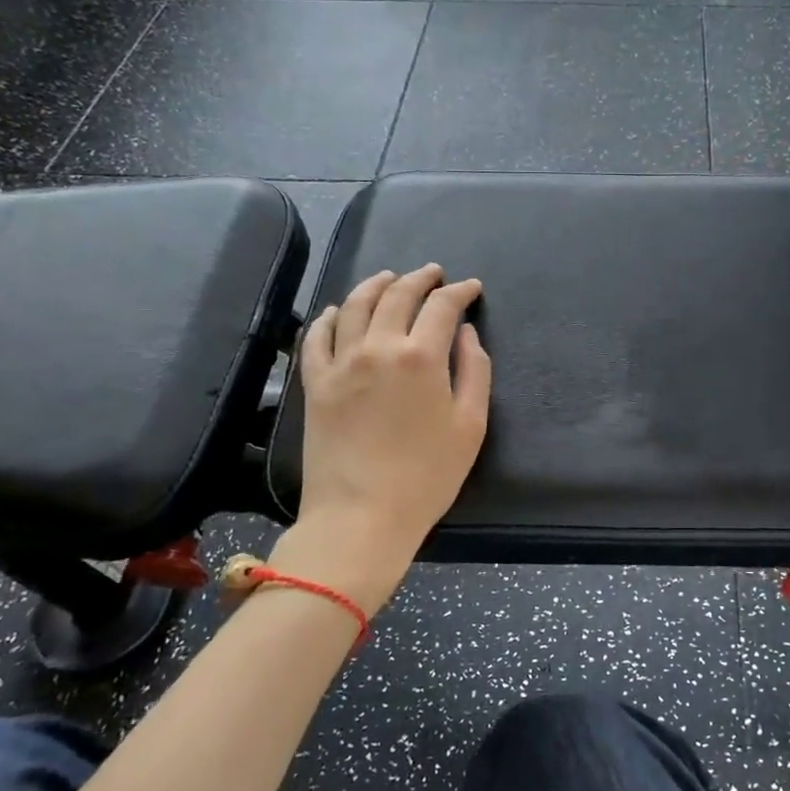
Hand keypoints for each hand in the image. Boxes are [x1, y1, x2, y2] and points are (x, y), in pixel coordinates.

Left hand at [296, 265, 491, 561]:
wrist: (360, 517)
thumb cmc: (427, 476)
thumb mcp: (471, 425)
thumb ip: (474, 370)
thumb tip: (465, 332)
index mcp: (421, 356)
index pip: (442, 306)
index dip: (460, 292)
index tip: (472, 288)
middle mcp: (378, 347)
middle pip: (397, 295)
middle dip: (420, 279)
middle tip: (434, 274)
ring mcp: (340, 363)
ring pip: (355, 306)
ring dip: (376, 284)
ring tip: (390, 278)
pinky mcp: (315, 384)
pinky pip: (317, 337)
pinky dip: (330, 317)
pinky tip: (339, 311)